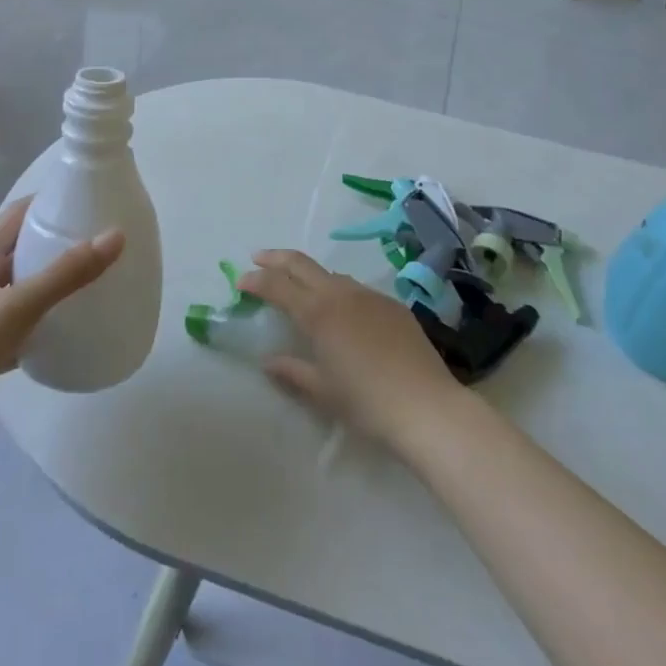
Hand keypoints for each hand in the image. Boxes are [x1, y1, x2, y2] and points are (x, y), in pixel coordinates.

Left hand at [0, 197, 124, 407]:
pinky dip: (43, 322)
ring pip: (22, 288)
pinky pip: (21, 326)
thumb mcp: (18, 305)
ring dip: (52, 281)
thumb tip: (117, 235)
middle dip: (57, 241)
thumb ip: (66, 273)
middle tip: (99, 240)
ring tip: (92, 280)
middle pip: (22, 249)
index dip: (49, 201)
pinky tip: (67, 329)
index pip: (17, 214)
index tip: (87, 199)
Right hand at [237, 249, 466, 451]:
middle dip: (277, 258)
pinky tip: (343, 313)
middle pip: (302, 264)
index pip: (278, 286)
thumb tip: (268, 362)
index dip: (256, 280)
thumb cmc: (367, 402)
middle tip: (258, 258)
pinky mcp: (393, 304)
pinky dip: (339, 292)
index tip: (240, 280)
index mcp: (319, 313)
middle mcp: (342, 294)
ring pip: (332, 275)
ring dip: (310, 275)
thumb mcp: (322, 391)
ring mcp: (370, 295)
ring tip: (300, 288)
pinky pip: (357, 290)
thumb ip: (292, 371)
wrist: (426, 406)